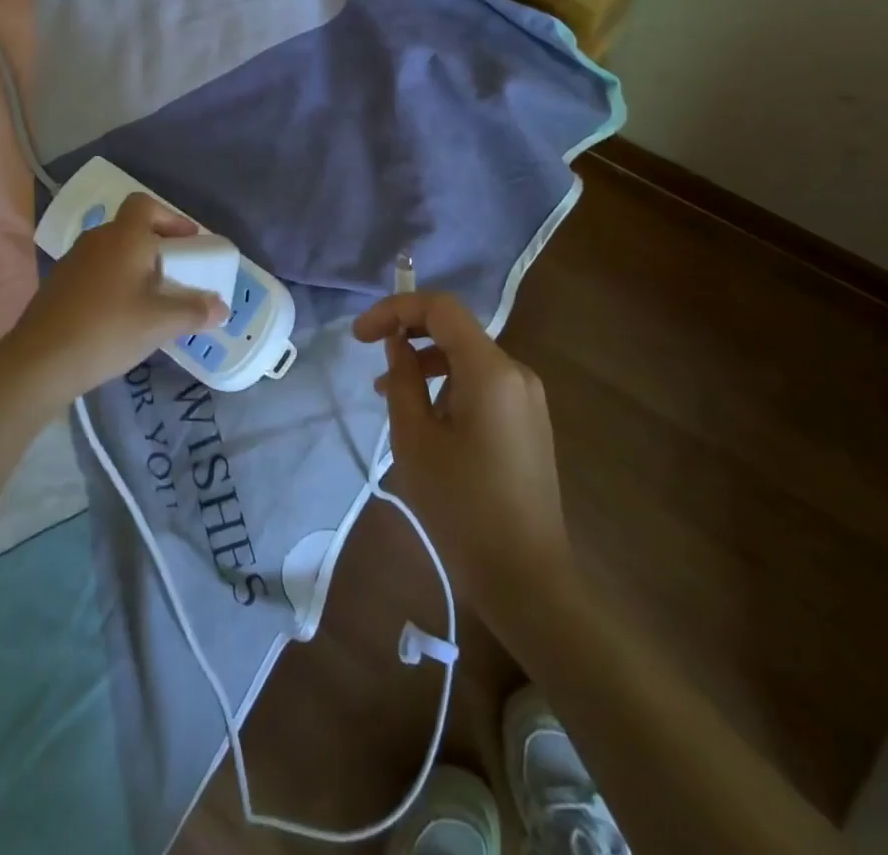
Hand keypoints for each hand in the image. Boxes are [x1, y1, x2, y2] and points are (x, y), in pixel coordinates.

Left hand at [9, 193, 226, 403]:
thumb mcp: (160, 323)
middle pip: (130, 228)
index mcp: (124, 237)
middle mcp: (97, 239)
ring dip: (133, 265)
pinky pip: (95, 271)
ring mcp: (73, 261)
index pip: (145, 204)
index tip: (187, 242)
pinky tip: (120, 314)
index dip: (170, 218)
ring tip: (150, 296)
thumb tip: (221, 308)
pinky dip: (113, 281)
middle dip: (156, 245)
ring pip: (111, 251)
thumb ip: (194, 311)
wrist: (41, 361)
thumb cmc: (108, 329)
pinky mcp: (58, 284)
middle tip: (175, 273)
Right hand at [354, 292, 575, 628]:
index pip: (441, 309)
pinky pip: (483, 384)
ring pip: (468, 357)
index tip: (360, 335)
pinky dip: (449, 384)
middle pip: (456, 329)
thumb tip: (398, 344)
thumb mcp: (415, 440)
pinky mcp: (528, 421)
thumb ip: (403, 380)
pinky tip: (425, 415)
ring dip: (426, 361)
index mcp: (491, 371)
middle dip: (409, 332)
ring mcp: (527, 398)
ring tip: (389, 392)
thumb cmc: (462, 507)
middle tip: (369, 352)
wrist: (526, 578)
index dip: (395, 309)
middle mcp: (516, 373)